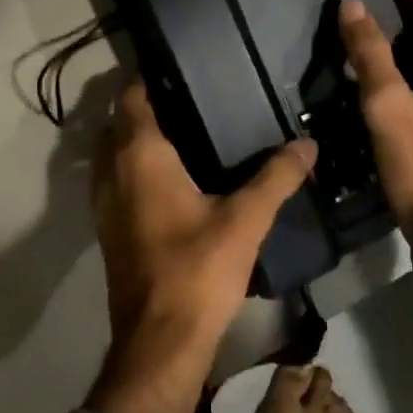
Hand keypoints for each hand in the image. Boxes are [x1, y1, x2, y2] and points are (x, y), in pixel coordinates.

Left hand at [86, 80, 316, 412]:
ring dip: (135, 140)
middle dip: (145, 107)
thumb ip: (276, 177)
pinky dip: (132, 169)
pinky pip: (115, 181)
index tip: (182, 70)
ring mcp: (104, 202)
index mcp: (140, 156)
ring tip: (183, 135)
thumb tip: (308, 144)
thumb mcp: (245, 220)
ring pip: (111, 154)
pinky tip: (171, 181)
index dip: (150, 78)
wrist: (159, 342)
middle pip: (119, 123)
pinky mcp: (108, 229)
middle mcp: (112, 171)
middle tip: (190, 101)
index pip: (133, 97)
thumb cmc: (198, 270)